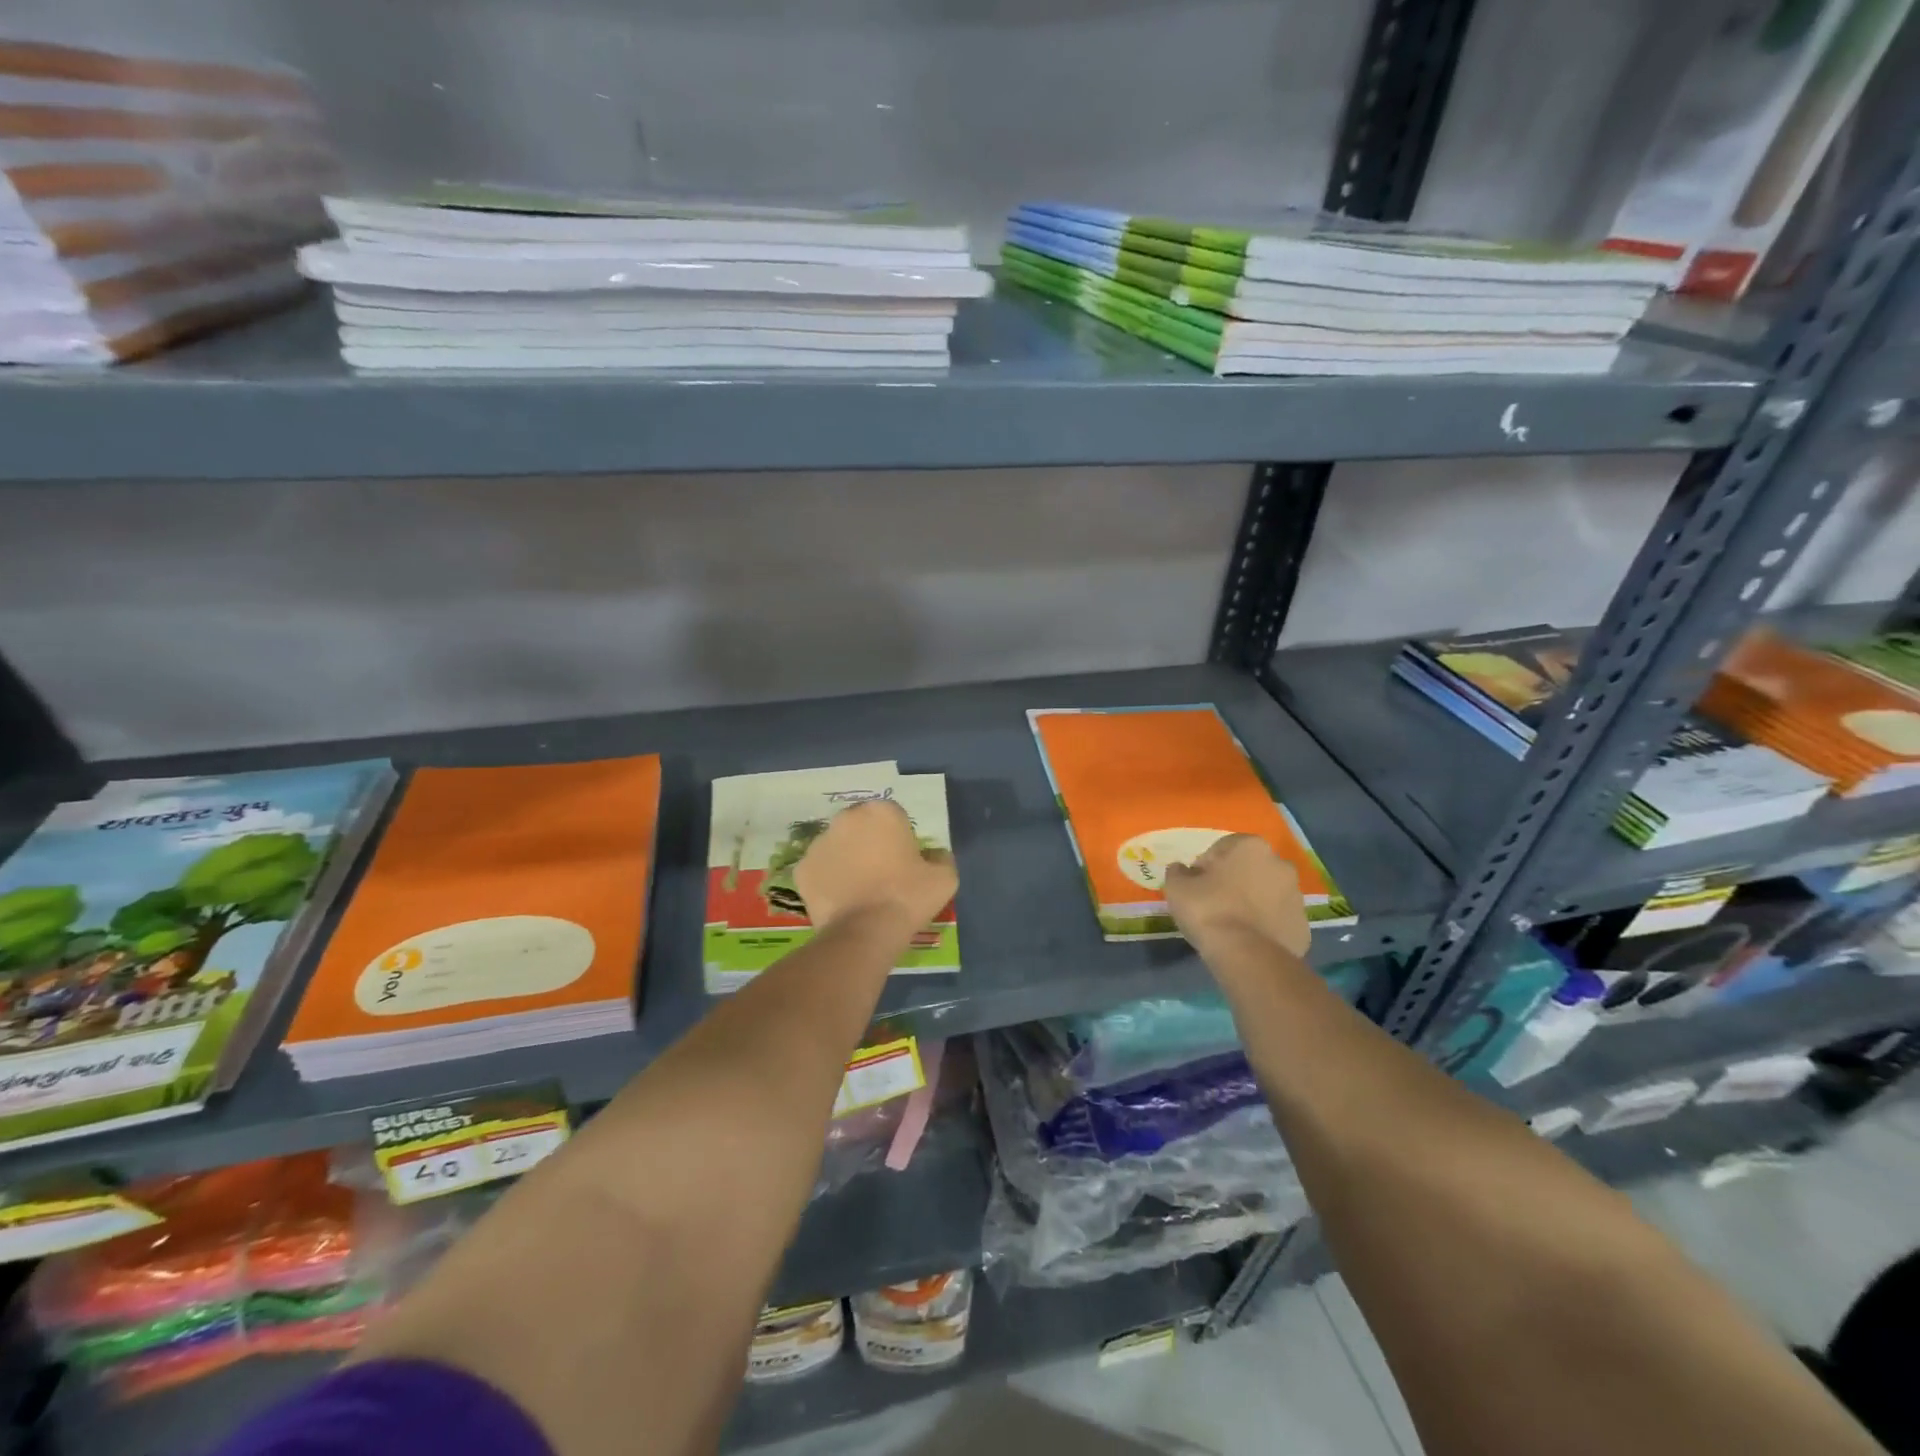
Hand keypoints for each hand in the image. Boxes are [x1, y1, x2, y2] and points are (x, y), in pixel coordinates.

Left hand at [793, 799, 957, 932]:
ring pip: (837, 846)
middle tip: (881, 873)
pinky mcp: (802, 869)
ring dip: (846, 859)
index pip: (893, 816)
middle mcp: (846, 818)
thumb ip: (941, 858)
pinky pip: (819, 870)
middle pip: (861, 826)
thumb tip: (935, 856)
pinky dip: (827, 880)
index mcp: (882, 812)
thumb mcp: (944, 878)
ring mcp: (819, 843)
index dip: (899, 837)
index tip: (904, 860)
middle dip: (869, 842)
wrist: (865, 932)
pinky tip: (841, 900)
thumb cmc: (907, 897)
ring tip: (859, 889)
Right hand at [1163, 834, 1310, 958]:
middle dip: (1234, 881)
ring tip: (1232, 925)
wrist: (1247, 955)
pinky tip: (1248, 939)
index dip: (1205, 867)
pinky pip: (1277, 919)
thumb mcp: (1177, 887)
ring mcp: (1296, 895)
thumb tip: (1182, 870)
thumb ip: (1178, 872)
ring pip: (1266, 893)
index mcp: (1250, 846)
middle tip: (1213, 904)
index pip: (1221, 849)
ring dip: (1252, 902)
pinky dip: (1265, 925)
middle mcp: (1279, 864)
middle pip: (1249, 869)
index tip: (1196, 887)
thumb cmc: (1209, 910)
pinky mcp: (1303, 925)